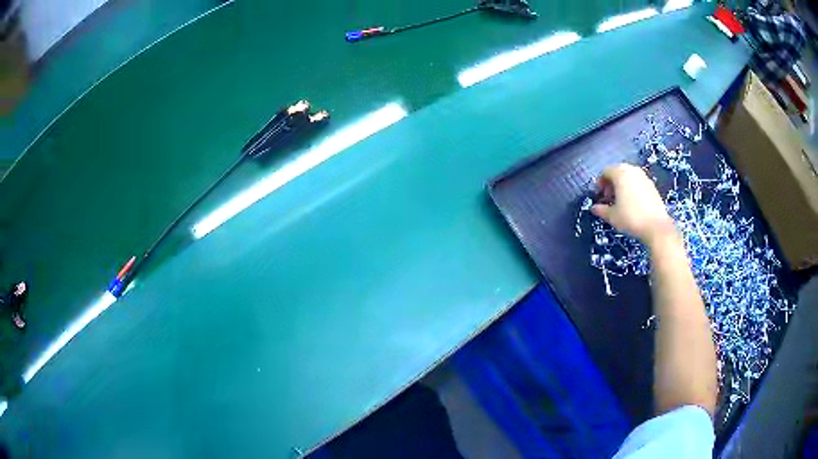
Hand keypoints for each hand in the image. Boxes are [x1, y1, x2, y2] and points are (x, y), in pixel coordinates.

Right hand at [591, 164, 674, 244]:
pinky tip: (633, 203)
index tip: (600, 195)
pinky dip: (632, 188)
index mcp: (620, 173)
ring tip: (621, 201)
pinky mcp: (652, 185)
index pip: (605, 172)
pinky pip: (638, 182)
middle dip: (611, 183)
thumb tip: (594, 208)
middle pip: (617, 171)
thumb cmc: (631, 218)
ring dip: (622, 185)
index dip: (600, 183)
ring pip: (629, 176)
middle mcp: (632, 170)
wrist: (656, 226)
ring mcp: (644, 176)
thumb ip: (601, 209)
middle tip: (609, 198)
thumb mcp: (612, 216)